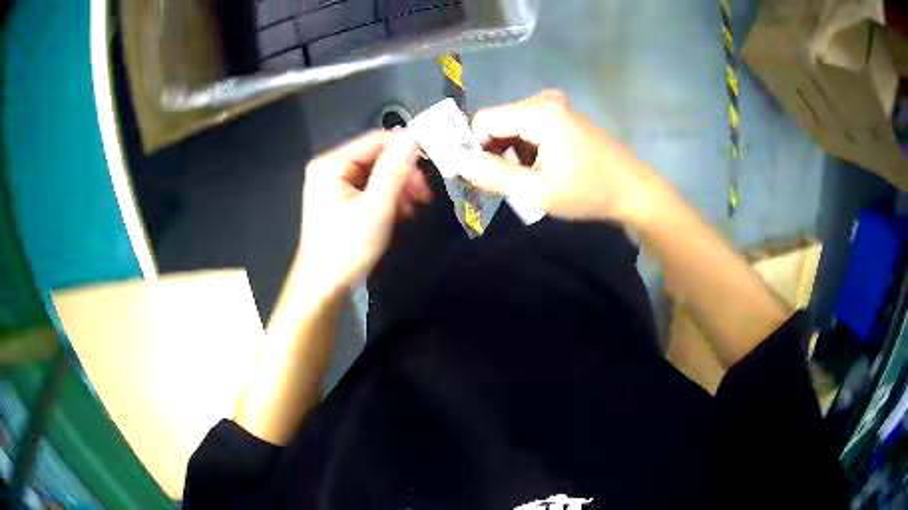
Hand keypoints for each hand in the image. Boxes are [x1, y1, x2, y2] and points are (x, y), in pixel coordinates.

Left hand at [295, 130, 427, 299]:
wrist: (322, 286)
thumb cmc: (346, 249)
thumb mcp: (376, 208)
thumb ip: (394, 170)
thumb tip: (413, 137)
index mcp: (331, 164)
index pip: (376, 139)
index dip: (406, 148)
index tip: (432, 164)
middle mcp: (329, 168)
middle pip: (376, 157)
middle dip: (403, 173)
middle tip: (425, 194)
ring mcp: (332, 184)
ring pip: (375, 173)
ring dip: (398, 187)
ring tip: (415, 207)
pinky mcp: (338, 199)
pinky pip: (368, 187)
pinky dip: (387, 197)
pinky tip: (401, 213)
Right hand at [458, 90, 667, 228]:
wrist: (634, 192)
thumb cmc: (589, 193)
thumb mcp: (536, 190)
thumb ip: (492, 174)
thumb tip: (458, 161)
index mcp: (539, 111)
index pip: (483, 120)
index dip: (473, 149)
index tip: (479, 179)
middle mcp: (544, 100)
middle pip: (497, 122)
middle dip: (492, 153)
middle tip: (501, 186)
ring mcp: (555, 106)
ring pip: (510, 127)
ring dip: (509, 154)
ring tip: (526, 181)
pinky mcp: (562, 115)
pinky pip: (527, 128)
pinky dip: (524, 150)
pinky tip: (539, 170)